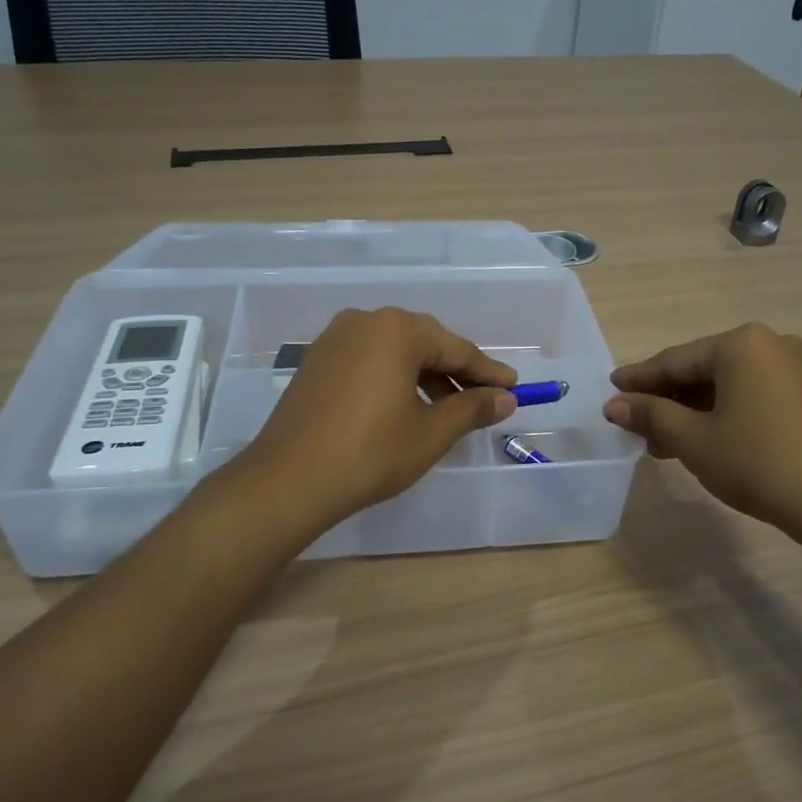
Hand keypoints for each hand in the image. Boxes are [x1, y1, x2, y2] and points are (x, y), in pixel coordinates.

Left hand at [240, 308, 517, 531]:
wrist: (289, 480)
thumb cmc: (370, 454)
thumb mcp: (430, 433)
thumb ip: (471, 409)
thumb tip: (505, 398)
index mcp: (397, 330)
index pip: (456, 348)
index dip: (487, 372)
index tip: (513, 388)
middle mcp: (366, 321)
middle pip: (425, 342)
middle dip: (456, 371)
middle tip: (484, 398)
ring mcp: (336, 338)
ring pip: (395, 350)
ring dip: (425, 375)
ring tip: (447, 409)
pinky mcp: (318, 359)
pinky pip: (369, 358)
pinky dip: (394, 376)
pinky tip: (406, 404)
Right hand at [602, 323, 801, 547]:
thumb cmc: (758, 462)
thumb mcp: (694, 439)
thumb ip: (650, 415)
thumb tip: (614, 404)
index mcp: (741, 344)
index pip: (675, 360)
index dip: (639, 379)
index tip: (610, 390)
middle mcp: (771, 345)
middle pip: (702, 370)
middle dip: (666, 400)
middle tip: (634, 423)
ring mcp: (796, 371)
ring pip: (727, 387)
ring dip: (692, 412)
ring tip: (663, 444)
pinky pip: (752, 398)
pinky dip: (723, 416)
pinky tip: (704, 443)